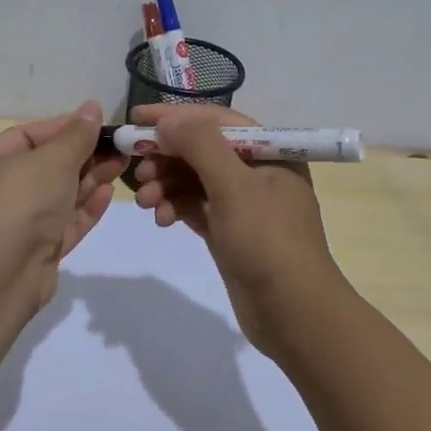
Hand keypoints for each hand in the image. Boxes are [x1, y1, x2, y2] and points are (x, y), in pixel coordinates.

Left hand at [0, 100, 123, 301]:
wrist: (0, 274)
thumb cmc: (20, 200)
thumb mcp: (53, 158)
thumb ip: (78, 135)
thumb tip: (92, 107)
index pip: (27, 136)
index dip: (63, 127)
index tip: (97, 124)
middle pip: (46, 167)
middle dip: (83, 156)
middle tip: (118, 147)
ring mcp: (17, 226)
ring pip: (58, 197)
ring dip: (89, 180)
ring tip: (121, 164)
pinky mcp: (36, 253)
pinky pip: (64, 225)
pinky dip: (85, 209)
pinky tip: (109, 193)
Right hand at [128, 104, 344, 352]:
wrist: (293, 314)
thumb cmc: (268, 241)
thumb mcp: (234, 186)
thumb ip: (200, 145)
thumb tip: (168, 121)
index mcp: (269, 151)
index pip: (216, 120)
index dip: (175, 116)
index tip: (136, 119)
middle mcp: (257, 171)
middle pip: (202, 149)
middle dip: (167, 156)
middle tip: (137, 169)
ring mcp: (243, 203)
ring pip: (194, 179)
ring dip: (166, 184)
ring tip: (144, 201)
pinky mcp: (229, 230)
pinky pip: (195, 206)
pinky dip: (175, 207)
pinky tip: (161, 219)